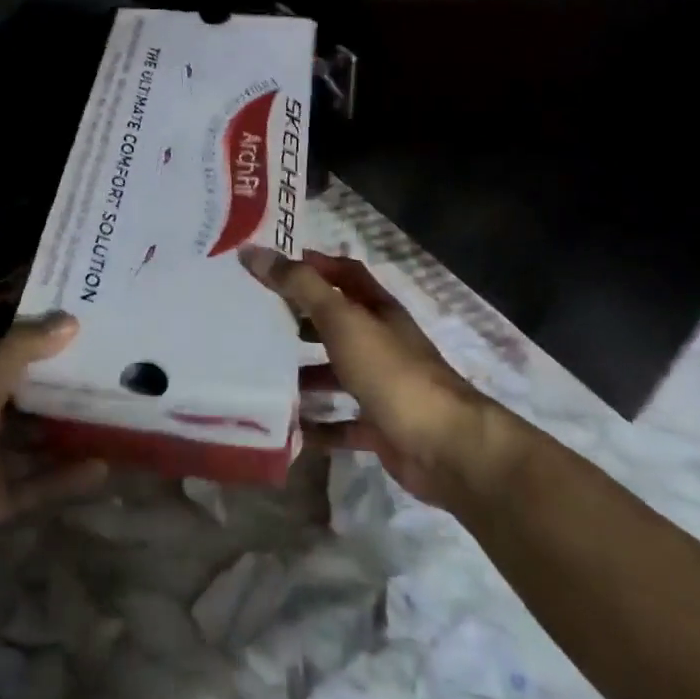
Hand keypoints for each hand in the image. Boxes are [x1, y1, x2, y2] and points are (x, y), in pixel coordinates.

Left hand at [0, 314, 105, 613]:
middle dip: (60, 385)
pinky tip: (102, 467)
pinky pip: (40, 483)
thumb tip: (70, 320)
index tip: (79, 325)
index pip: (7, 356)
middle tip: (107, 370)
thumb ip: (19, 353)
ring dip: (67, 431)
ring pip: (35, 441)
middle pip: (25, 397)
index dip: (38, 339)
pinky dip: (67, 477)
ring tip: (111, 416)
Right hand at [238, 246, 522, 507]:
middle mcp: (381, 342)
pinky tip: (287, 428)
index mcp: (377, 310)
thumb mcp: (342, 320)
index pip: (344, 273)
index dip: (313, 264)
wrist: (445, 446)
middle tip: (255, 320)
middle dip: (299, 320)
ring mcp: (382, 386)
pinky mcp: (379, 426)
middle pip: (336, 323)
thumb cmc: (391, 372)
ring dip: (303, 374)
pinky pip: (341, 422)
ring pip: (335, 373)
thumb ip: (301, 286)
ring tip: (261, 375)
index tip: (271, 266)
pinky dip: (316, 426)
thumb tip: (254, 252)